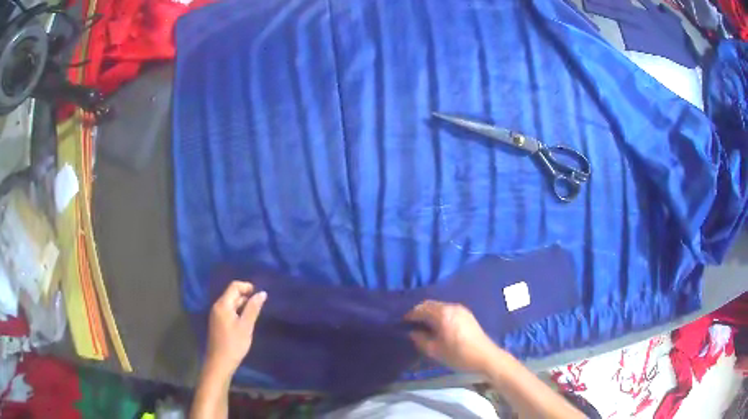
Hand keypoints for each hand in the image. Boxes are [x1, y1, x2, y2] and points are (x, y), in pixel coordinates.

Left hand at [205, 281, 266, 377]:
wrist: (220, 362)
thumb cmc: (234, 344)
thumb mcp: (246, 326)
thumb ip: (253, 308)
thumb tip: (262, 293)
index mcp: (223, 305)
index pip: (234, 286)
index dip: (247, 287)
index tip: (260, 295)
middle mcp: (217, 306)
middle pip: (232, 294)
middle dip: (246, 296)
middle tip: (260, 307)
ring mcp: (216, 314)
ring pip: (231, 303)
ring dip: (243, 305)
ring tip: (255, 314)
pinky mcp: (218, 322)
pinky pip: (228, 311)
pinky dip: (238, 312)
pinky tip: (245, 322)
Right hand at [405, 300, 498, 372]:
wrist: (485, 356)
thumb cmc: (458, 354)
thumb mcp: (435, 350)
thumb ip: (420, 340)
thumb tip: (412, 332)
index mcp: (442, 314)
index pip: (421, 309)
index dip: (410, 315)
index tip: (402, 323)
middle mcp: (451, 307)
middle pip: (430, 304)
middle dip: (419, 312)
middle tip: (411, 323)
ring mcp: (461, 309)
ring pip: (439, 306)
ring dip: (429, 313)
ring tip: (422, 325)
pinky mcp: (467, 315)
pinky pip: (447, 310)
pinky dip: (438, 314)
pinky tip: (437, 326)